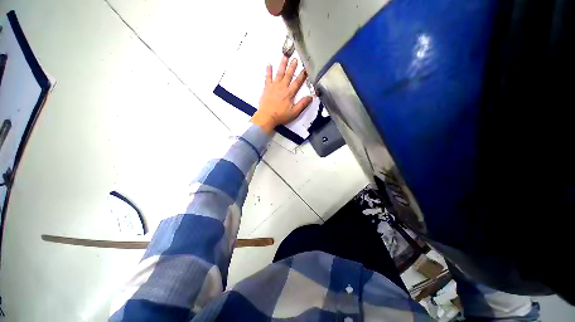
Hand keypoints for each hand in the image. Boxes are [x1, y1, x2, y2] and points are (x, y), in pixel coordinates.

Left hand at [251, 56, 312, 133]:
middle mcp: (282, 87)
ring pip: (279, 73)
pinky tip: (269, 65)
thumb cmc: (280, 116)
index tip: (306, 69)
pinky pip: (267, 77)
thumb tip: (310, 97)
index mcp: (289, 93)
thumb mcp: (294, 112)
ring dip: (282, 65)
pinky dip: (268, 71)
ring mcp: (273, 86)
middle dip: (292, 66)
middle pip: (288, 75)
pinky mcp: (267, 88)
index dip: (302, 75)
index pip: (297, 82)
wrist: (267, 117)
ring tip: (285, 56)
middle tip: (295, 59)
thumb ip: (302, 104)